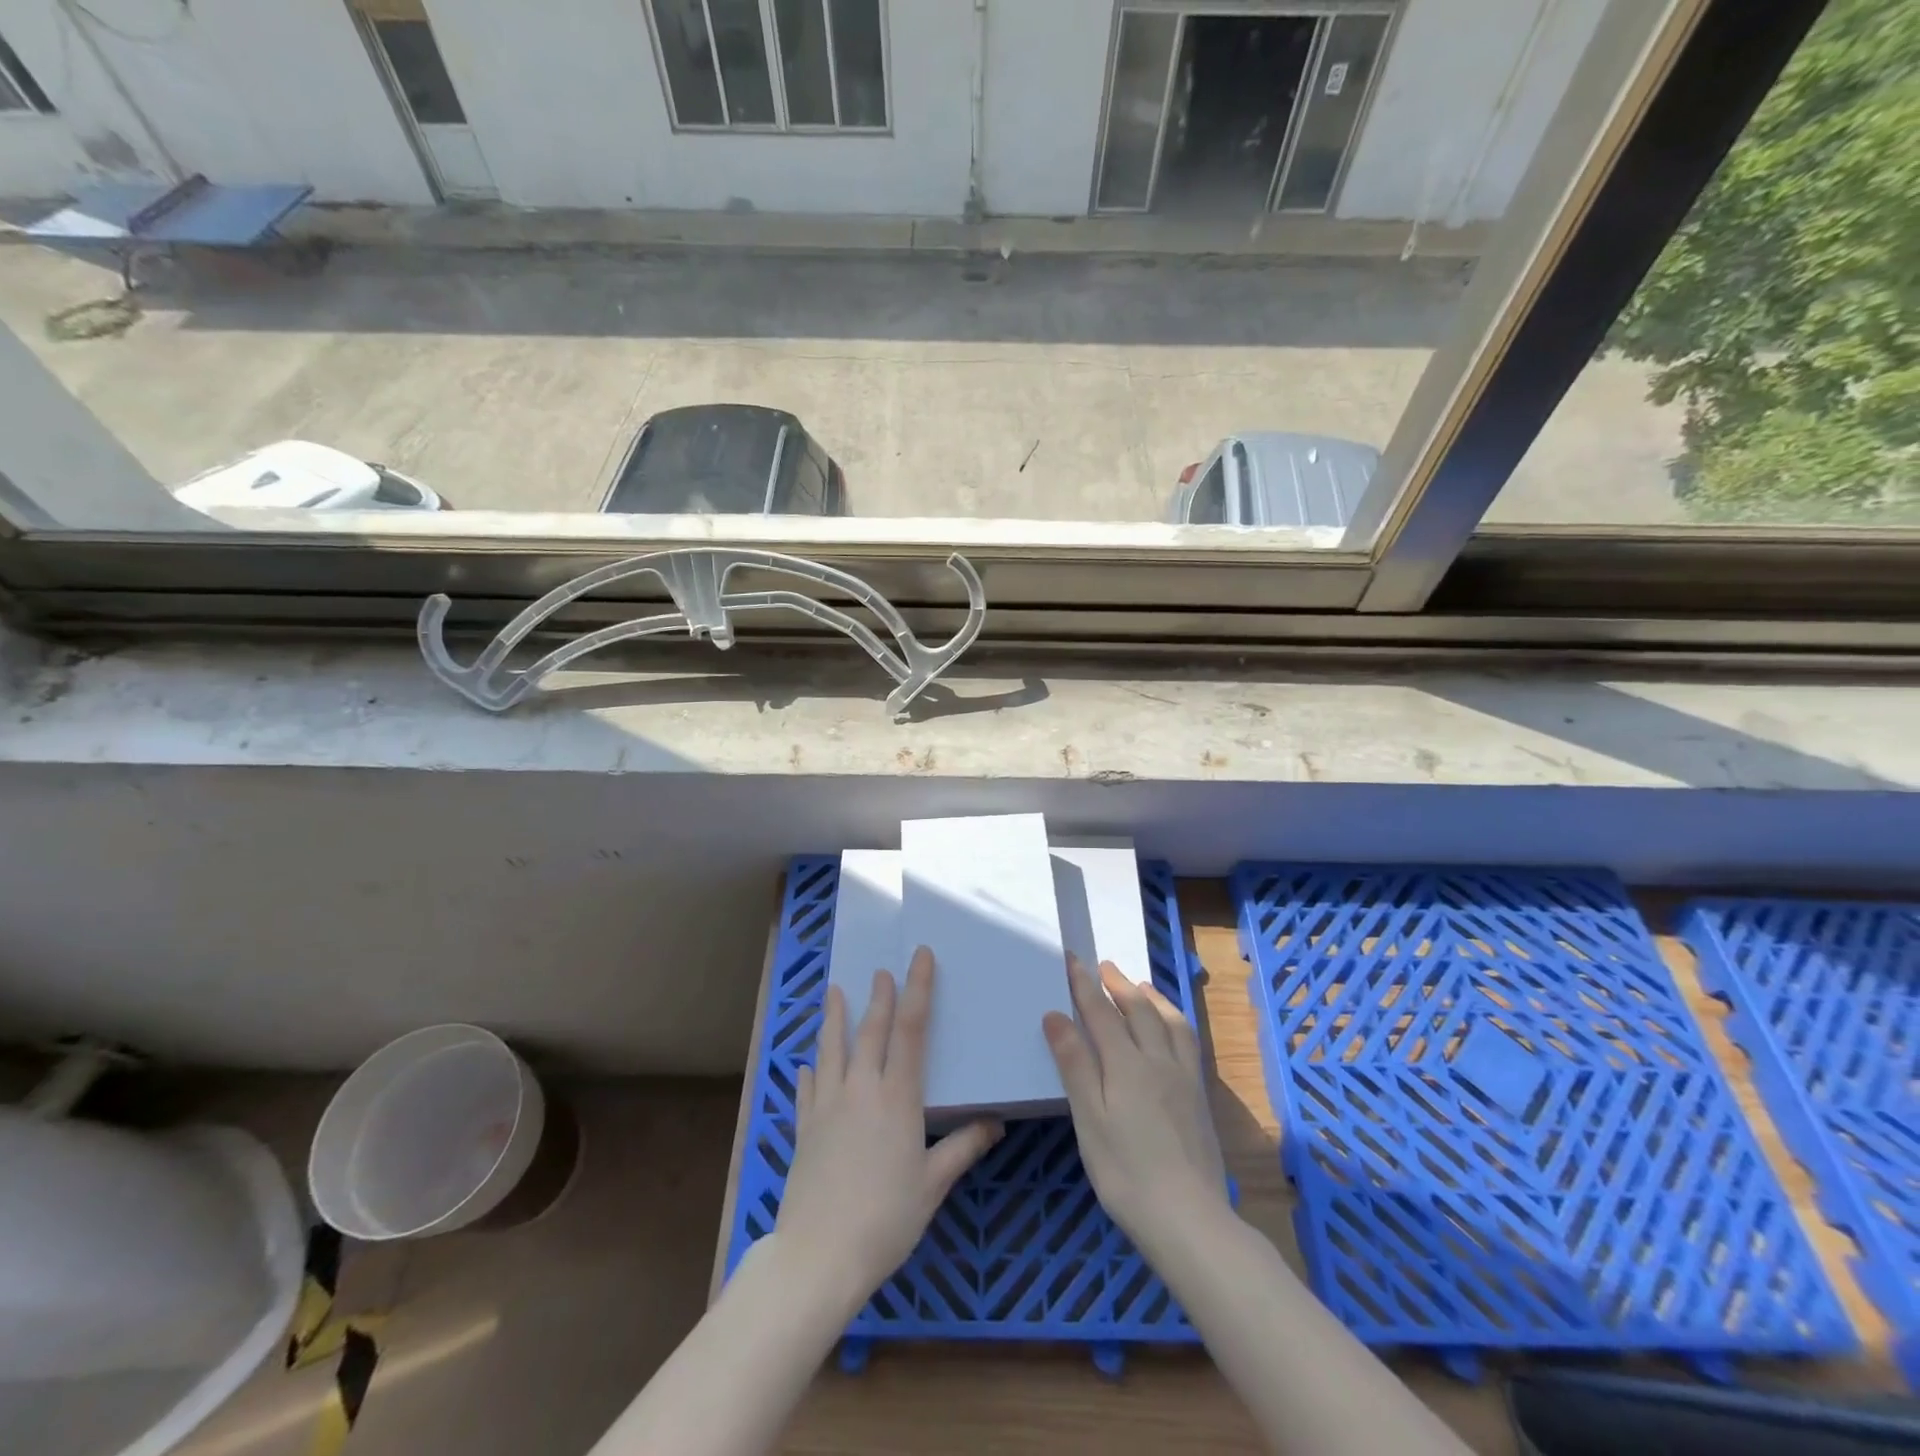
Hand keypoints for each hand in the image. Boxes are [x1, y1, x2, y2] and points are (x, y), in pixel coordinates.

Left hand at [775, 946, 1002, 1315]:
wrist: (820, 1255)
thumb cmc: (886, 1219)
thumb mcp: (932, 1184)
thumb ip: (963, 1147)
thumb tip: (995, 1122)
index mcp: (897, 1097)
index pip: (911, 1030)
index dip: (917, 989)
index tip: (920, 957)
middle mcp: (861, 1089)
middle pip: (871, 1031)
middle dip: (879, 997)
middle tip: (881, 970)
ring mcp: (828, 1105)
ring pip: (832, 1049)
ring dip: (835, 1018)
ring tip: (834, 991)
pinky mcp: (805, 1128)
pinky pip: (807, 1089)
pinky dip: (810, 1071)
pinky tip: (808, 1064)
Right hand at [1043, 957, 1229, 1255]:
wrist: (1190, 1219)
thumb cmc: (1126, 1172)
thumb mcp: (1089, 1119)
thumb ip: (1075, 1064)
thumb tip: (1056, 1015)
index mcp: (1126, 1064)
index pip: (1101, 1012)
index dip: (1085, 985)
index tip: (1072, 960)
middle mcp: (1158, 1060)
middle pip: (1138, 1010)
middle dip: (1118, 985)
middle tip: (1104, 966)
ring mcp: (1183, 1078)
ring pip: (1169, 1022)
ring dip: (1151, 998)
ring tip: (1140, 986)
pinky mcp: (1199, 1097)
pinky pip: (1186, 1041)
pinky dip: (1174, 1021)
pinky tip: (1171, 1030)